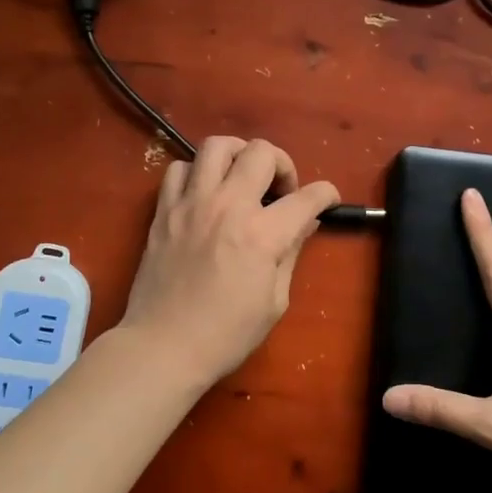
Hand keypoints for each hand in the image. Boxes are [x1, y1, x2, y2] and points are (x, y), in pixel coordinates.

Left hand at [119, 135, 339, 389]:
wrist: (163, 346)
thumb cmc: (226, 334)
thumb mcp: (274, 301)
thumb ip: (291, 253)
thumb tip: (305, 223)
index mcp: (262, 234)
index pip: (307, 197)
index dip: (326, 194)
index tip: (327, 201)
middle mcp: (227, 206)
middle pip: (262, 152)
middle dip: (283, 165)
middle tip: (280, 192)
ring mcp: (191, 203)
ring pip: (217, 146)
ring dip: (239, 155)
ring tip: (242, 177)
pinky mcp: (163, 210)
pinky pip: (178, 168)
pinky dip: (196, 173)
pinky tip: (204, 194)